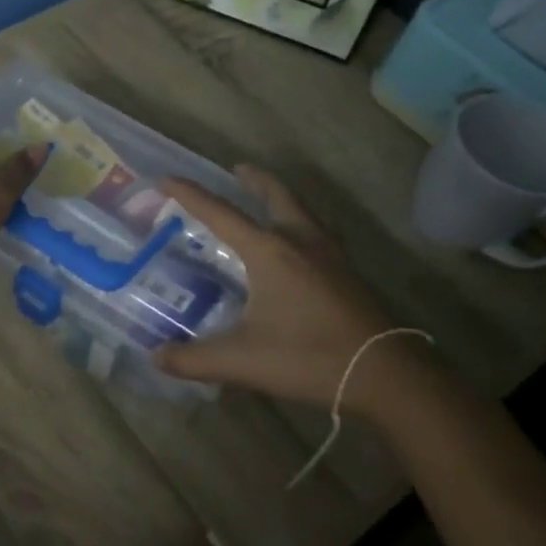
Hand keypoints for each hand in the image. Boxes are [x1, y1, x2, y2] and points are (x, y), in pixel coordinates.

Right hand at [156, 166, 428, 409]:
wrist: (389, 376)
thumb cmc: (310, 357)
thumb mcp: (243, 361)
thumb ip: (194, 358)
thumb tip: (156, 357)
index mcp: (270, 252)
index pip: (220, 213)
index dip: (190, 194)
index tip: (165, 179)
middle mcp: (300, 242)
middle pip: (276, 195)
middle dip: (253, 180)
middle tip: (236, 169)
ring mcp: (330, 256)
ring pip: (302, 211)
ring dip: (280, 198)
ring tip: (266, 199)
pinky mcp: (348, 275)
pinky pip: (317, 233)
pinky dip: (300, 224)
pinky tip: (299, 247)